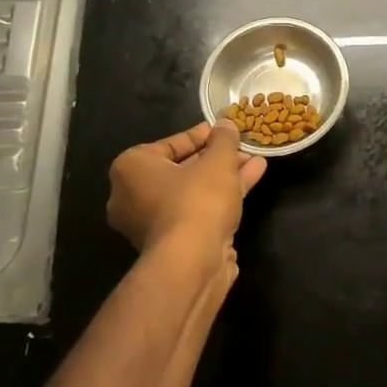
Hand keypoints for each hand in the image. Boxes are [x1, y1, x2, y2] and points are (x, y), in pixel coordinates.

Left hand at [107, 122, 265, 256]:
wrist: (192, 262)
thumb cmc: (197, 200)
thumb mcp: (217, 160)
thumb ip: (223, 139)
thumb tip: (226, 124)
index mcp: (130, 170)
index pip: (169, 145)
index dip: (201, 136)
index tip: (224, 132)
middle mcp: (133, 196)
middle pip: (182, 169)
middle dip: (216, 158)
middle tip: (241, 148)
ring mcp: (153, 223)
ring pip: (193, 191)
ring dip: (224, 176)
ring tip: (255, 160)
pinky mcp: (174, 243)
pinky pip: (198, 210)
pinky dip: (222, 196)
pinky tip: (252, 179)